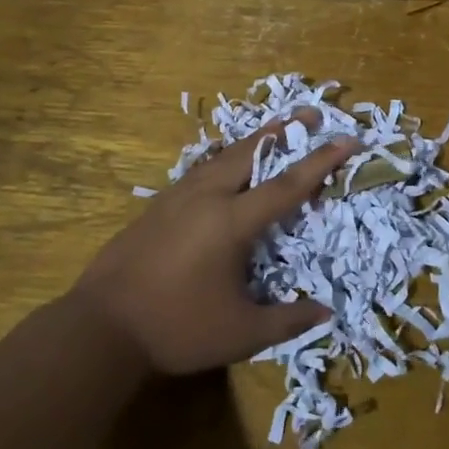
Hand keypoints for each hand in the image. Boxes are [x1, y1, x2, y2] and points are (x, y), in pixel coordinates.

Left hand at [71, 112, 353, 374]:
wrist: (101, 326)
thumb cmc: (176, 328)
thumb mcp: (240, 333)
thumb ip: (286, 321)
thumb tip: (325, 312)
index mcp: (232, 221)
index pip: (287, 184)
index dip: (322, 161)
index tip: (348, 138)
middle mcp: (207, 196)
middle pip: (252, 151)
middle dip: (284, 130)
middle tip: (309, 115)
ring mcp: (178, 197)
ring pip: (223, 155)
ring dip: (253, 141)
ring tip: (273, 132)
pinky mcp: (158, 205)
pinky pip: (202, 169)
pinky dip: (226, 158)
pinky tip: (225, 168)